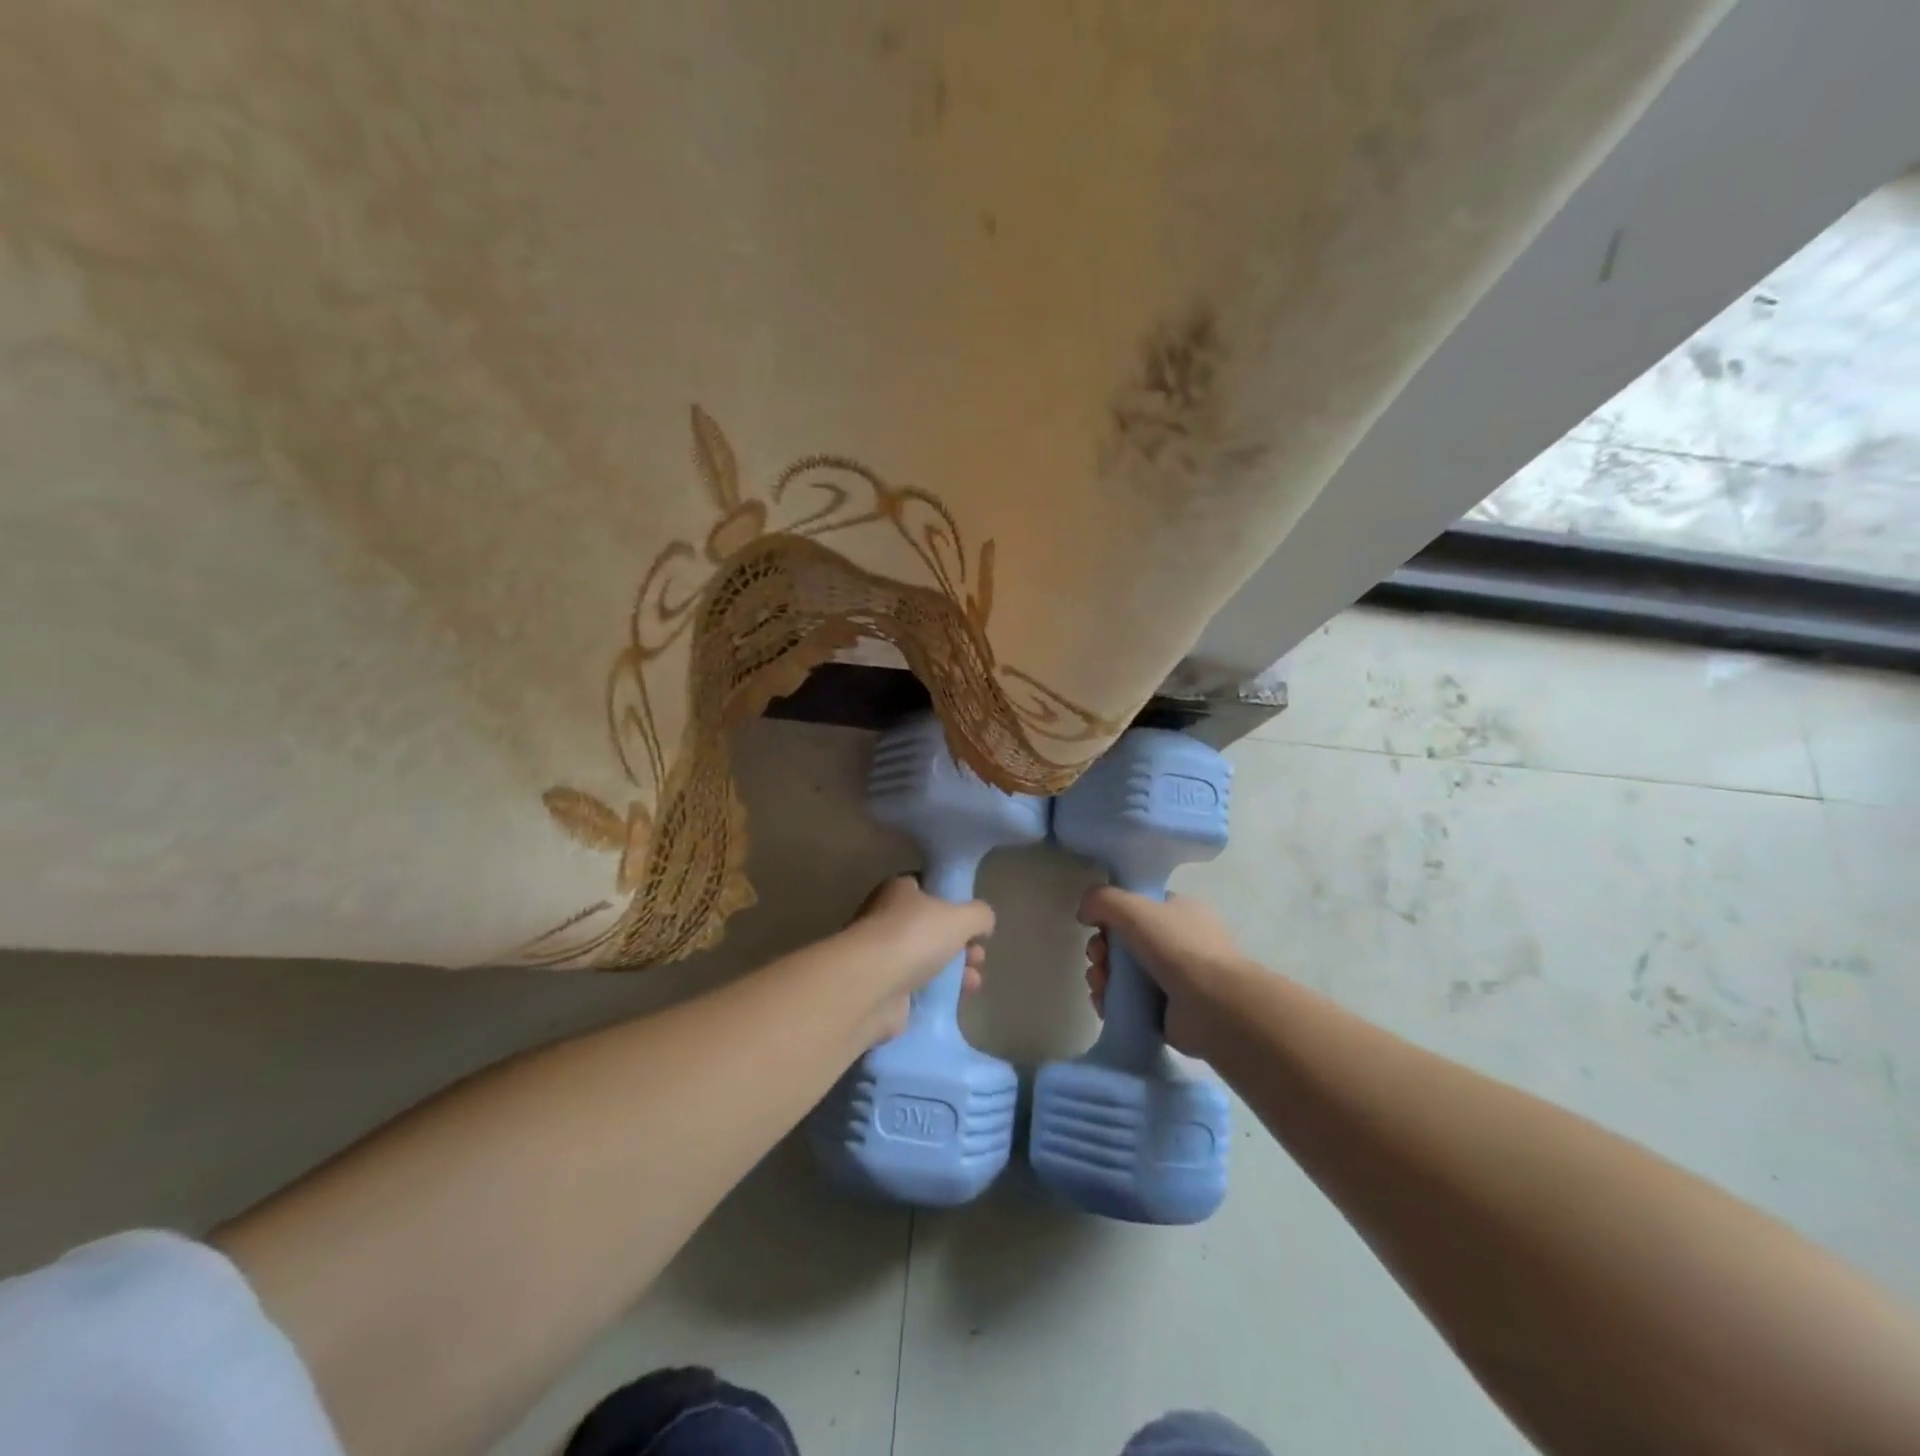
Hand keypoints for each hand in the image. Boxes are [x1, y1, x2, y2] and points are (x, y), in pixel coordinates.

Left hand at [837, 876, 991, 1041]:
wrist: (871, 986)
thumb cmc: (914, 937)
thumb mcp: (961, 917)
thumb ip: (979, 915)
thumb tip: (983, 922)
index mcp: (899, 890)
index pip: (928, 887)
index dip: (953, 901)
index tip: (973, 919)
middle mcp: (886, 917)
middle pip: (931, 927)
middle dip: (961, 942)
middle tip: (978, 954)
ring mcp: (882, 954)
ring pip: (927, 958)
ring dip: (955, 969)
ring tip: (974, 981)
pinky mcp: (882, 988)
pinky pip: (918, 986)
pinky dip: (938, 991)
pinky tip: (958, 997)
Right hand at [1078, 888, 1245, 1058]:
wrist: (1213, 1007)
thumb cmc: (1177, 948)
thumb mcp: (1133, 908)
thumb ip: (1101, 899)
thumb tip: (1084, 913)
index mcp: (1179, 911)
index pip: (1137, 906)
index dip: (1112, 914)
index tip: (1097, 925)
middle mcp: (1177, 942)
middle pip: (1123, 940)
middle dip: (1101, 949)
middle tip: (1098, 958)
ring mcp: (1173, 978)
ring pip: (1121, 972)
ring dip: (1101, 975)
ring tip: (1100, 984)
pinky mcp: (1165, 1010)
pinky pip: (1127, 1000)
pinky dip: (1110, 1000)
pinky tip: (1104, 1002)